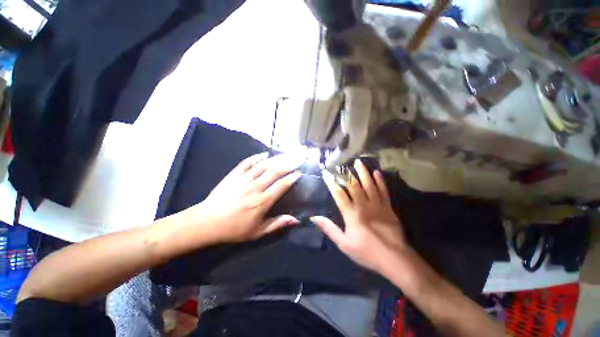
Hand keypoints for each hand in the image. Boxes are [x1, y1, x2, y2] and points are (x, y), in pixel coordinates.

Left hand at [188, 152, 301, 242]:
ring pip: (263, 165)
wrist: (207, 222)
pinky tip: (265, 154)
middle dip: (288, 164)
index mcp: (262, 201)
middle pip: (274, 172)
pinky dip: (256, 157)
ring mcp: (243, 179)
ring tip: (286, 155)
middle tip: (297, 160)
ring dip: (276, 159)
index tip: (299, 173)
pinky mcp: (234, 175)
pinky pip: (247, 163)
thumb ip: (277, 224)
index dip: (292, 178)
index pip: (281, 186)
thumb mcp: (257, 232)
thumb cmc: (234, 229)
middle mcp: (255, 187)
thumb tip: (295, 220)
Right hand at [311, 159, 405, 274]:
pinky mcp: (388, 207)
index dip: (331, 182)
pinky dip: (380, 181)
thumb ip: (329, 229)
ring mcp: (377, 205)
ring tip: (359, 162)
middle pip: (354, 186)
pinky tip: (377, 172)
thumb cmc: (366, 252)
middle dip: (347, 173)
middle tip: (342, 163)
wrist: (394, 259)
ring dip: (363, 173)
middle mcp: (363, 206)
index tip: (326, 173)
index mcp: (351, 214)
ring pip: (369, 185)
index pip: (339, 194)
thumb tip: (314, 217)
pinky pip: (384, 191)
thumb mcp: (344, 244)